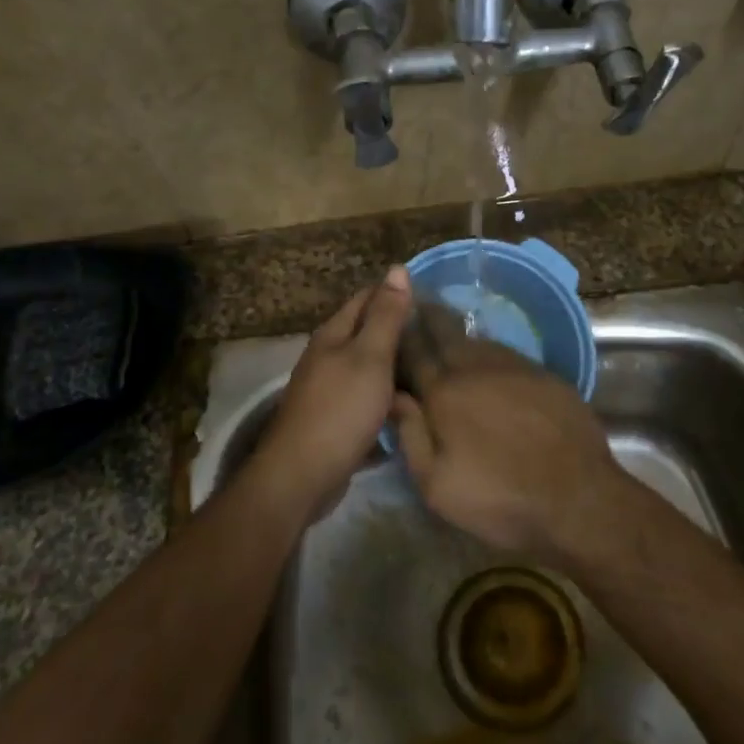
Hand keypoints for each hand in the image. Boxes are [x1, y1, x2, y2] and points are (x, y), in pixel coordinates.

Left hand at [258, 266, 413, 510]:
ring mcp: (328, 390)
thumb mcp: (370, 357)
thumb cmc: (340, 410)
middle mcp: (327, 356)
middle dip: (400, 332)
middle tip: (441, 338)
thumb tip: (397, 268)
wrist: (302, 476)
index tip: (433, 300)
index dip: (397, 294)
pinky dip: (388, 399)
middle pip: (367, 333)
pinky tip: (410, 408)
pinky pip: (367, 399)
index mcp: (334, 334)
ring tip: (433, 370)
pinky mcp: (334, 420)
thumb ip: (386, 315)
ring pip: (369, 368)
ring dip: (396, 367)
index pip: (367, 298)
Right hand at [391, 317, 627, 558]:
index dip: (399, 336)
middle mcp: (475, 367)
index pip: (413, 352)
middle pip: (445, 331)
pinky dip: (490, 352)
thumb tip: (393, 396)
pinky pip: (507, 353)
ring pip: (477, 340)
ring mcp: (513, 366)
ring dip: (459, 335)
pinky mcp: (543, 373)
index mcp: (443, 393)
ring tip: (449, 332)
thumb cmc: (499, 497)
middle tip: (418, 307)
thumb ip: (410, 436)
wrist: (577, 496)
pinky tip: (490, 362)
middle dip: (428, 317)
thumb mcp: (436, 485)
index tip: (390, 323)